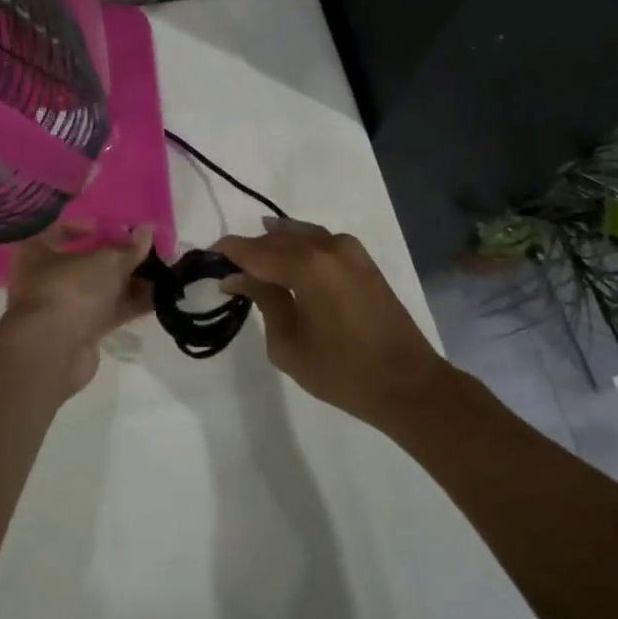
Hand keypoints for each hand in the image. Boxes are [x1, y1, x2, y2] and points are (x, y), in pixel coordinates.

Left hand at [2, 223, 153, 394]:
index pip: (58, 229)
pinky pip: (109, 311)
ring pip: (101, 288)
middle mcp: (46, 277)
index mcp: (37, 251)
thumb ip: (129, 248)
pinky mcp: (80, 331)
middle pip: (85, 261)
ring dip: (130, 281)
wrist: (54, 351)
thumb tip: (147, 232)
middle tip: (146, 250)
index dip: (85, 225)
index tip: (112, 229)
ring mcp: (63, 306)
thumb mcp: (106, 261)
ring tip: (162, 272)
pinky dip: (131, 303)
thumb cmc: (71, 289)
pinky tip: (159, 297)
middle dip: (118, 256)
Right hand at [214, 217, 449, 426]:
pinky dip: (299, 245)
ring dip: (275, 244)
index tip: (209, 258)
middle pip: (277, 238)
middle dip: (251, 249)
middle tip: (230, 268)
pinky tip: (288, 258)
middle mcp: (327, 247)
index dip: (229, 252)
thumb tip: (238, 277)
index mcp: (307, 266)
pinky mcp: (363, 260)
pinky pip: (320, 241)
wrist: (408, 384)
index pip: (255, 250)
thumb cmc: (342, 372)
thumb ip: (264, 301)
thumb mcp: (289, 344)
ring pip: (300, 234)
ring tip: (254, 262)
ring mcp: (349, 250)